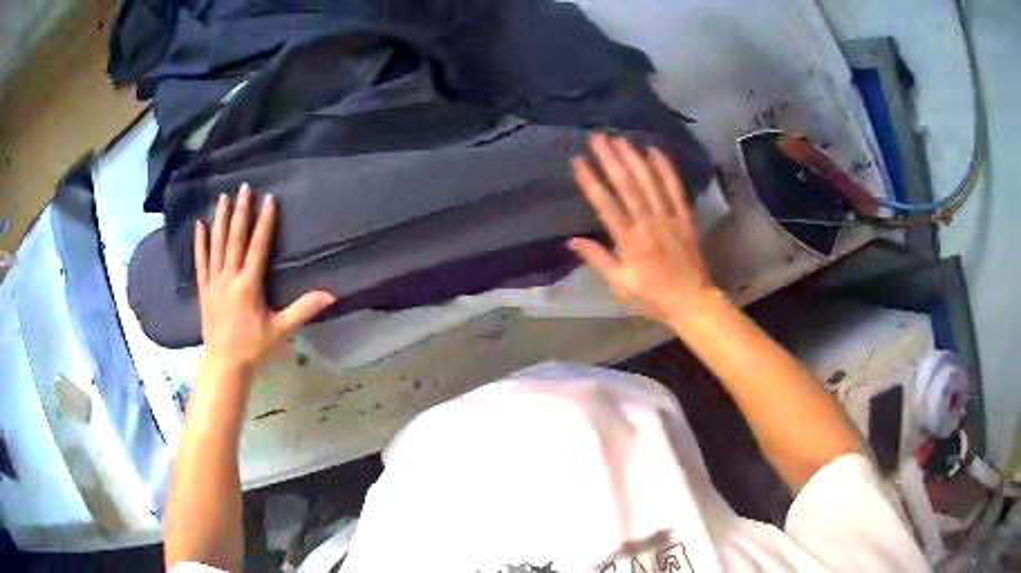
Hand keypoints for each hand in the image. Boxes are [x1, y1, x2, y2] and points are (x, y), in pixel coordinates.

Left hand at [194, 185, 335, 375]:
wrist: (224, 364)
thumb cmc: (254, 347)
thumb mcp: (281, 330)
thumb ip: (303, 309)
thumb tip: (331, 295)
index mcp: (249, 285)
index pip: (258, 247)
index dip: (264, 222)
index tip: (268, 199)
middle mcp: (229, 278)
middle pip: (235, 239)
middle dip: (241, 212)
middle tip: (244, 188)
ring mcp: (213, 282)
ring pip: (216, 244)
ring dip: (220, 219)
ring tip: (223, 197)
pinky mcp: (204, 289)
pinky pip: (200, 260)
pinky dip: (200, 242)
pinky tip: (199, 224)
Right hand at [568, 134, 722, 326]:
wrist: (692, 301)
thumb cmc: (652, 296)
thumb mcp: (620, 284)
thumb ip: (597, 259)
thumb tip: (572, 240)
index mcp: (630, 241)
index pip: (606, 204)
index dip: (591, 180)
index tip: (578, 160)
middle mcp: (649, 223)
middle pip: (627, 185)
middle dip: (611, 159)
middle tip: (597, 137)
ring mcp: (670, 217)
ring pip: (650, 182)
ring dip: (634, 158)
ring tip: (620, 138)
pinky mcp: (685, 217)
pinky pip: (676, 188)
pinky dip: (666, 169)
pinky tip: (654, 151)